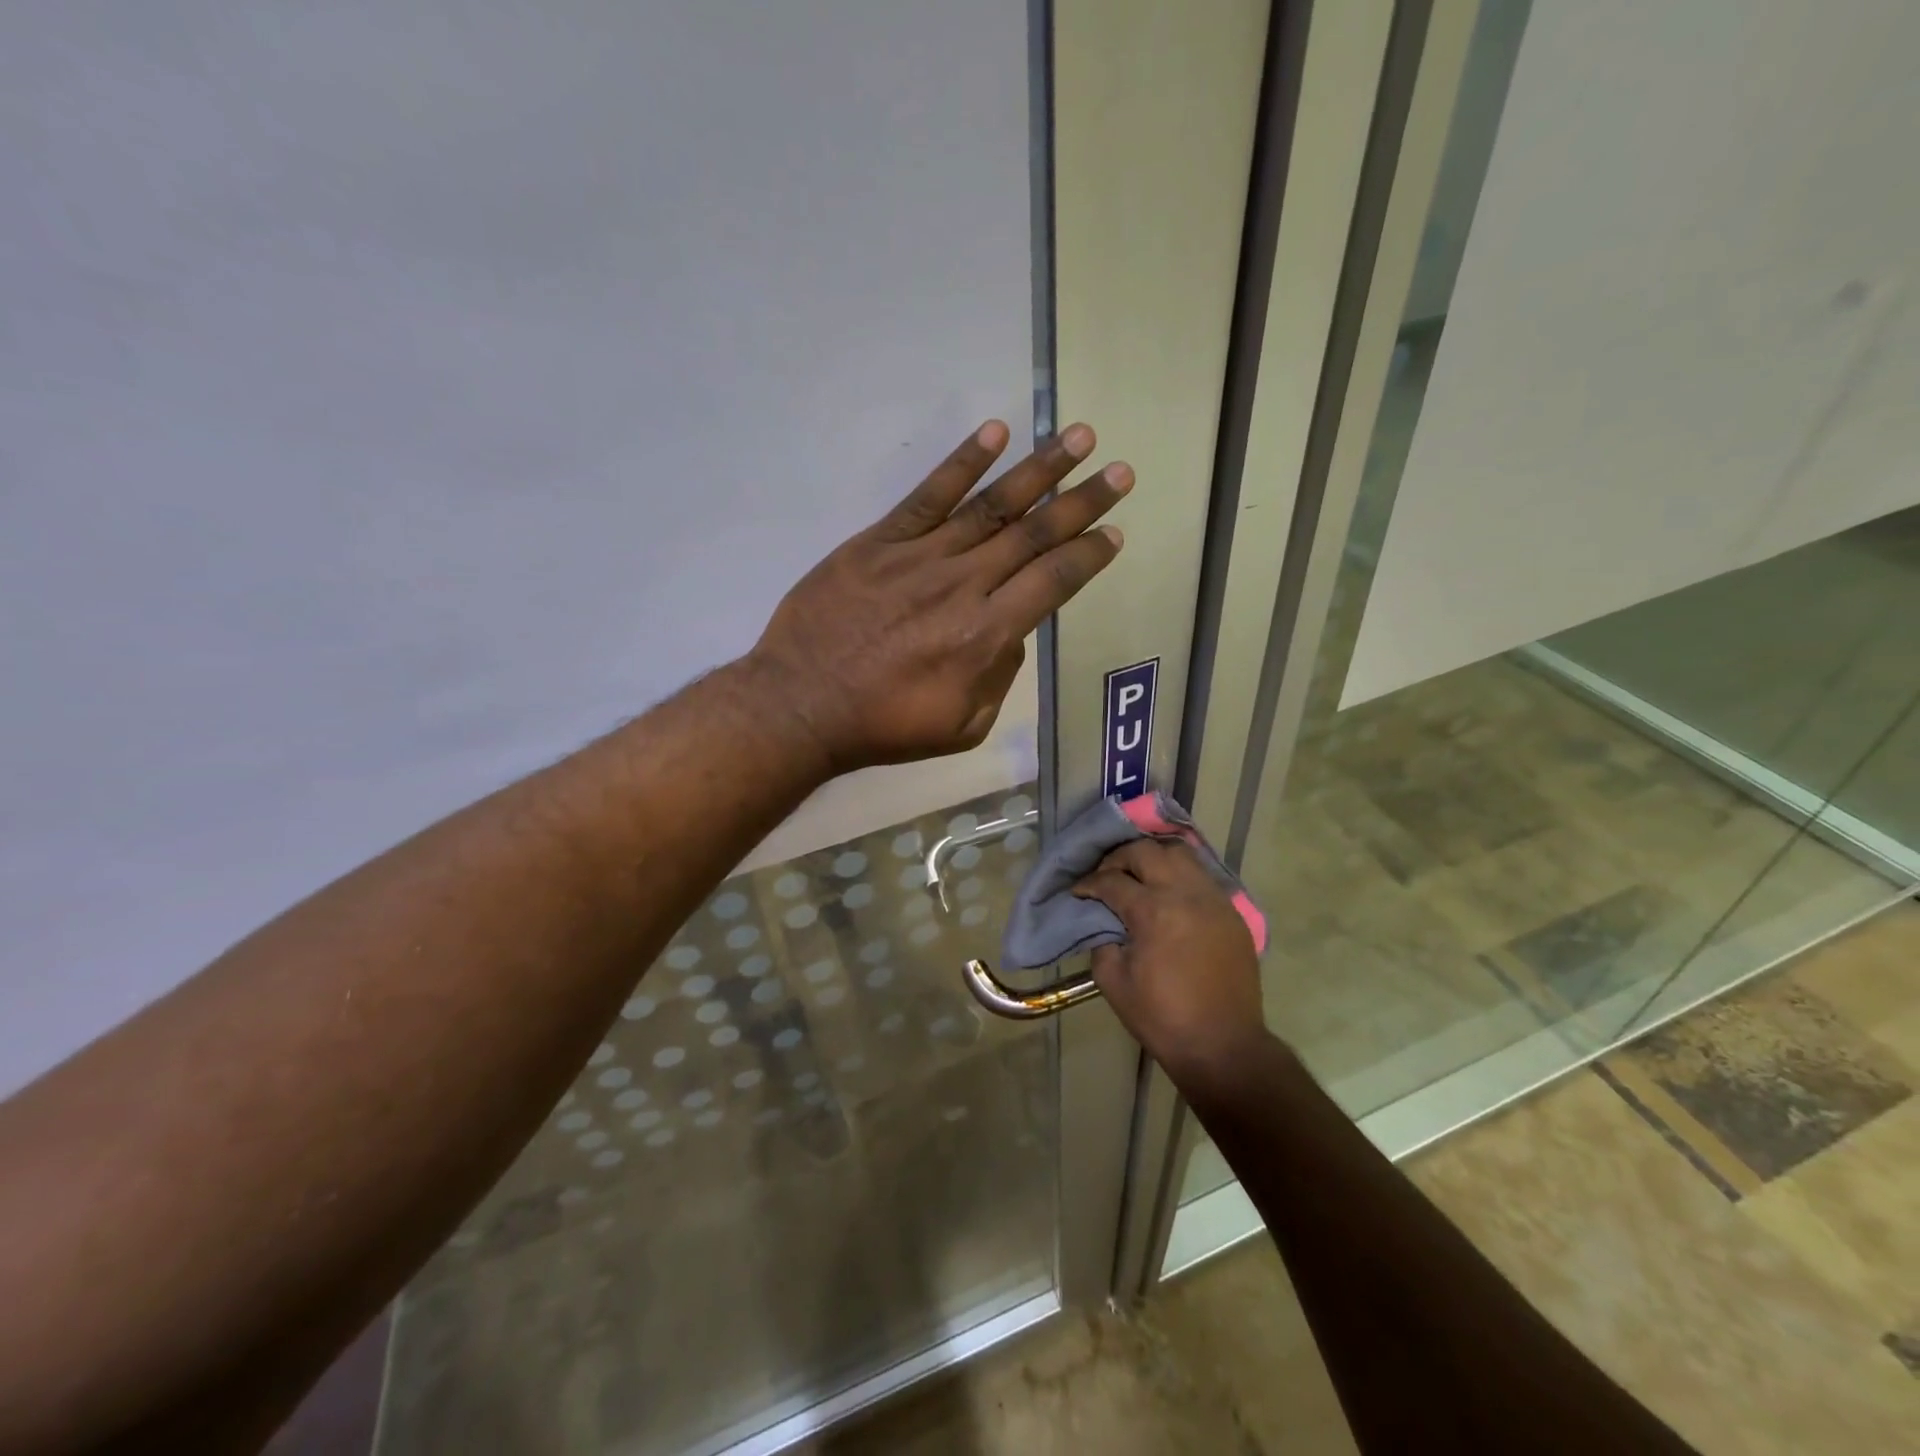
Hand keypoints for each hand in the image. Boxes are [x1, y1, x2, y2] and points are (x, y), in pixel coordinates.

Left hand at [746, 419, 1129, 772]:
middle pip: (1034, 535)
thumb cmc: (883, 726)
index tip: (1114, 533)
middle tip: (1120, 472)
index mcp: (986, 636)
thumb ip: (998, 677)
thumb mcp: (962, 727)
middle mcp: (963, 586)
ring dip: (1039, 469)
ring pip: (991, 506)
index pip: (1053, 582)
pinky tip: (995, 433)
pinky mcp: (879, 542)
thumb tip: (1011, 634)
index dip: (1088, 555)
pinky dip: (962, 463)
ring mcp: (920, 557)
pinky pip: (927, 496)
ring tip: (1078, 435)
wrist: (801, 705)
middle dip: (1082, 502)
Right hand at [1073, 839, 1270, 1085]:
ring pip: (1180, 853)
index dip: (1089, 884)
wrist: (1223, 1046)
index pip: (1112, 880)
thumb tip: (1103, 921)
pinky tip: (1168, 894)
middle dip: (1118, 858)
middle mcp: (1185, 893)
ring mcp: (1214, 899)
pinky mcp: (1232, 912)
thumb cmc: (1162, 1017)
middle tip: (1106, 876)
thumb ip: (1102, 941)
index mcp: (1153, 910)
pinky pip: (1202, 877)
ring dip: (1153, 858)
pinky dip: (1179, 876)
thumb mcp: (1113, 981)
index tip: (1078, 891)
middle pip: (1145, 851)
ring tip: (1139, 875)